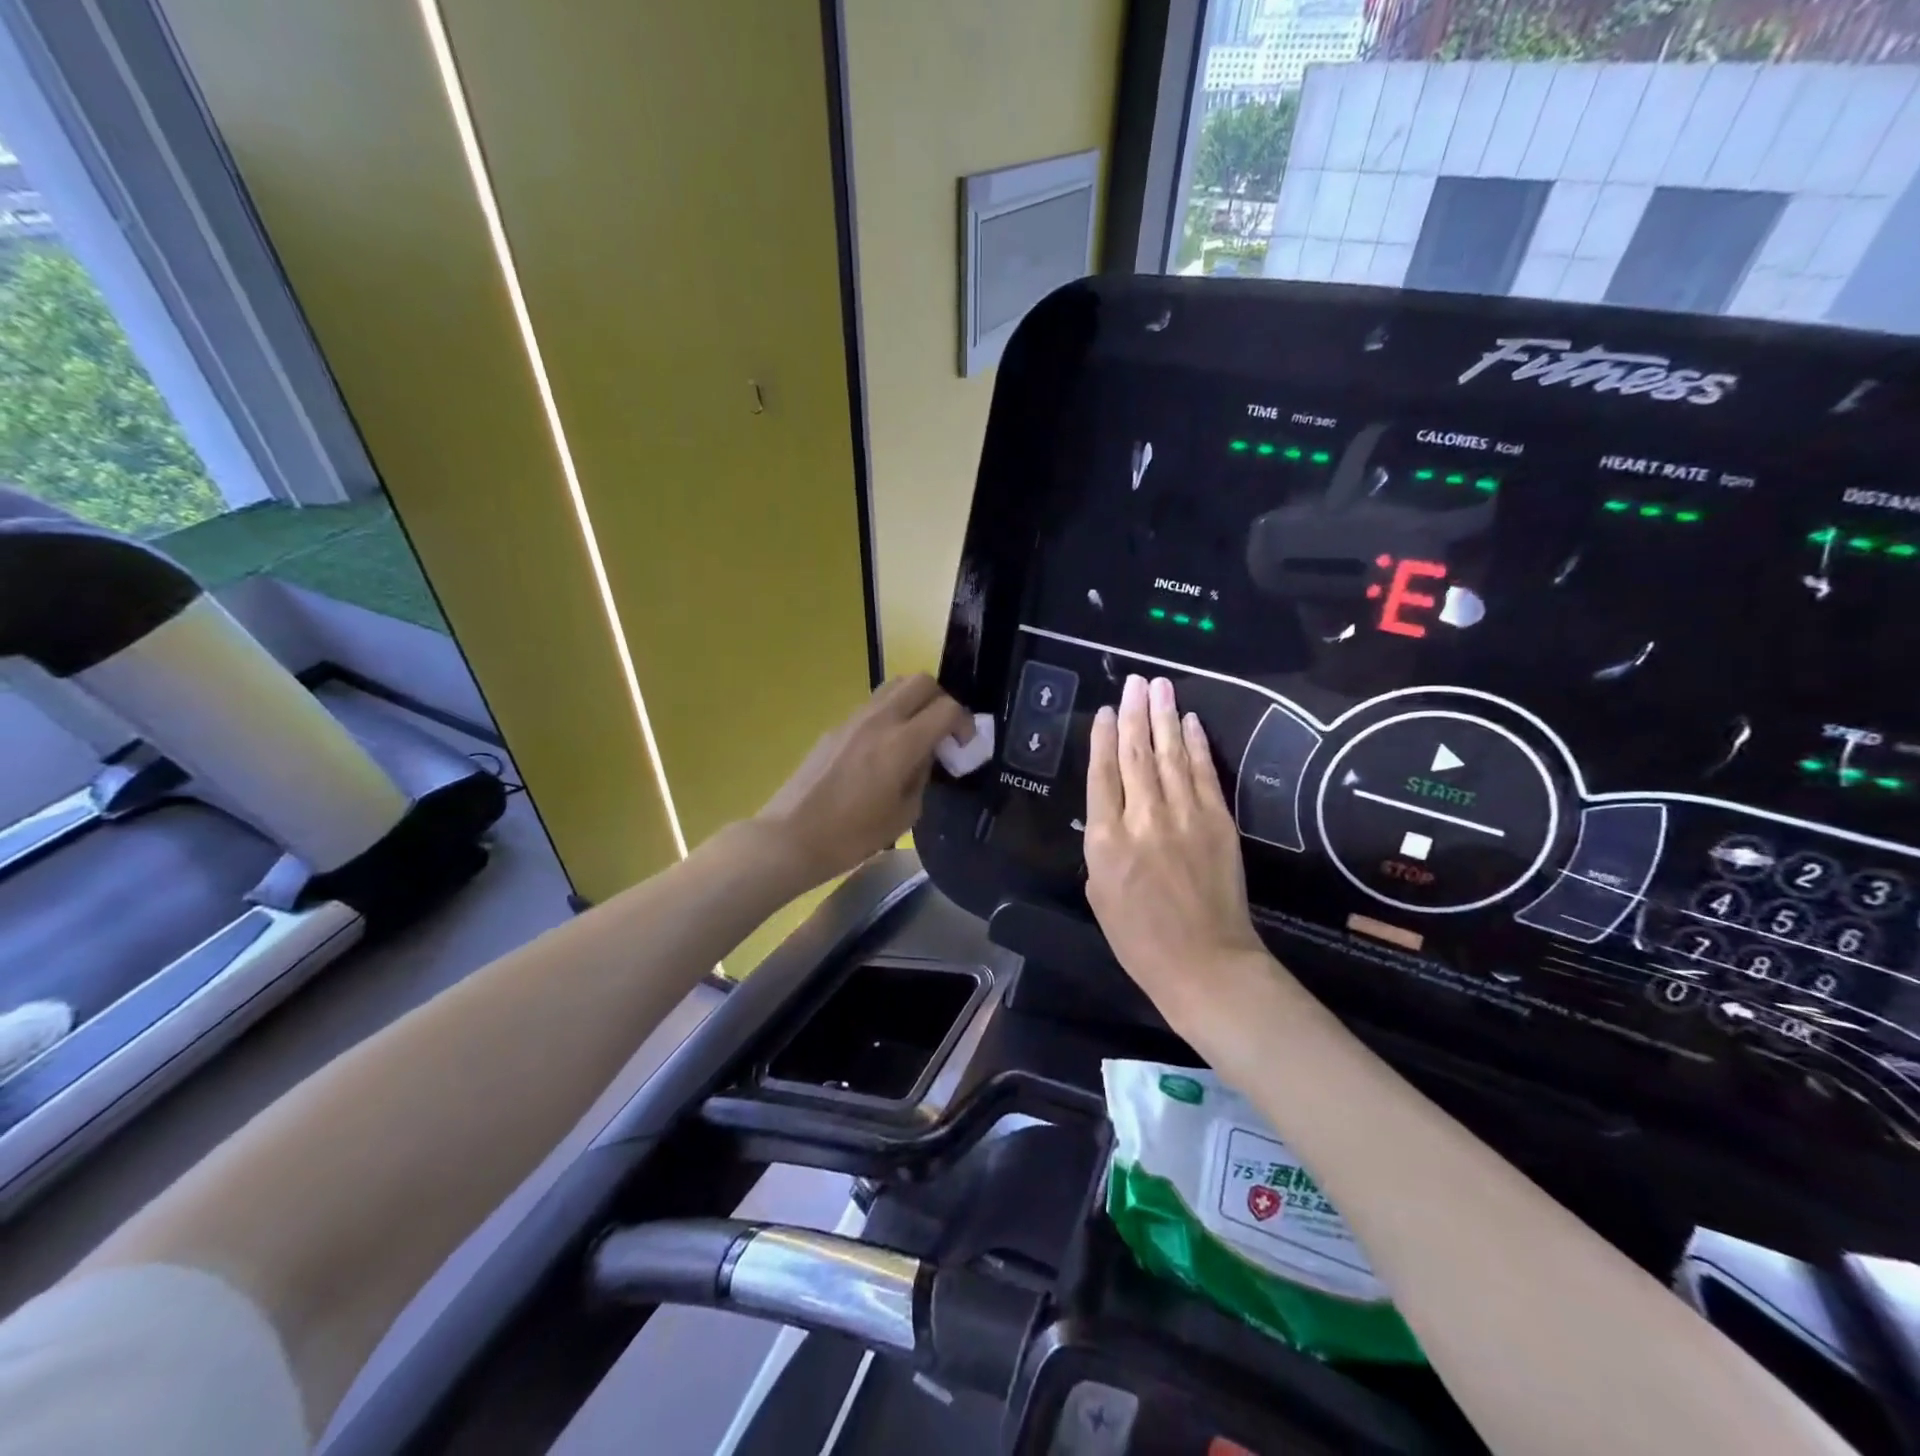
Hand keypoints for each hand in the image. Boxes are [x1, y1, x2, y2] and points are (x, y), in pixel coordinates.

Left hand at [752, 674, 972, 886]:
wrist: (790, 837)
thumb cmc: (851, 836)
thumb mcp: (903, 815)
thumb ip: (922, 777)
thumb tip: (925, 757)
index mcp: (901, 743)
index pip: (947, 708)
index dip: (965, 723)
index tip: (964, 747)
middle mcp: (879, 720)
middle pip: (921, 681)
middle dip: (941, 700)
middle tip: (943, 732)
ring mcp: (853, 719)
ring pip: (894, 686)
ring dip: (914, 702)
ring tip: (915, 735)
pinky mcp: (835, 727)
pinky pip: (872, 705)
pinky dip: (890, 714)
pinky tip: (885, 749)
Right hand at [1084, 675, 1270, 1039]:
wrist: (1205, 963)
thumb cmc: (1140, 939)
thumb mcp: (1099, 894)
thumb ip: (1101, 847)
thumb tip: (1109, 813)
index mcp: (1107, 842)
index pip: (1102, 776)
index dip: (1102, 739)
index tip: (1105, 711)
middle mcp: (1144, 820)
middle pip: (1136, 755)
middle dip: (1134, 714)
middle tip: (1134, 682)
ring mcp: (1185, 817)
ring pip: (1171, 756)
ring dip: (1164, 717)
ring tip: (1158, 686)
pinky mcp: (1219, 822)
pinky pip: (1204, 774)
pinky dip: (1197, 745)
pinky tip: (1189, 722)